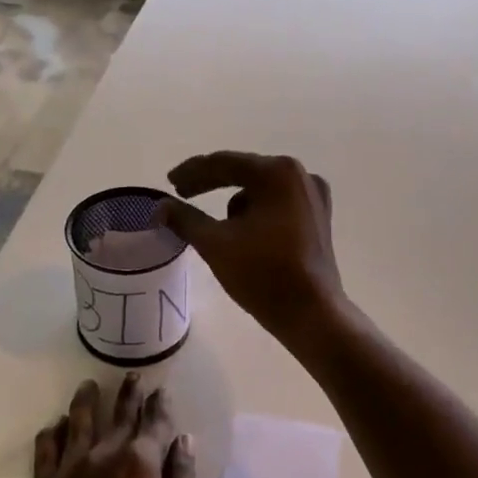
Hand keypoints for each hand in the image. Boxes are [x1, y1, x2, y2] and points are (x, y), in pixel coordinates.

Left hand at [19, 376, 198, 477]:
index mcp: (140, 464)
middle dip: (128, 394)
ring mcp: (68, 472)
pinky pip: (45, 451)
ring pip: (78, 423)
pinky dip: (53, 433)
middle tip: (132, 376)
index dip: (159, 405)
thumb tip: (184, 440)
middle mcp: (103, 456)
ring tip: (89, 385)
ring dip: (86, 402)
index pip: (154, 423)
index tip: (161, 391)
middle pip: (118, 416)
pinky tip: (56, 425)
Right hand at [154, 152, 347, 346]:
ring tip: (215, 224)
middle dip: (211, 184)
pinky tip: (243, 231)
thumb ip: (184, 219)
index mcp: (277, 173)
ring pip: (261, 189)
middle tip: (182, 194)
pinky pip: (277, 203)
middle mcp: (300, 175)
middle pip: (245, 172)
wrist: (311, 314)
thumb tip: (159, 207)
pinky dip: (256, 211)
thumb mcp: (215, 244)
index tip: (169, 182)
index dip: (192, 172)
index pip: (224, 163)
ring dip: (235, 201)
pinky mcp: (318, 217)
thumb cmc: (263, 275)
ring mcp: (313, 196)